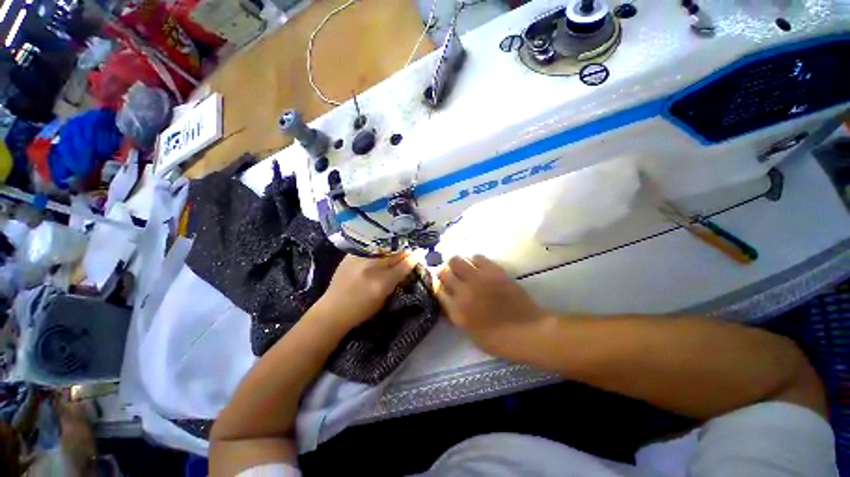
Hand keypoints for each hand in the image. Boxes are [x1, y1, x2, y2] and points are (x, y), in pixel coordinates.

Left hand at [315, 253, 415, 328]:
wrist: (332, 310)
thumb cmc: (361, 311)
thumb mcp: (384, 299)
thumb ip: (395, 282)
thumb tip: (406, 268)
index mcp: (383, 282)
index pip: (405, 264)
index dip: (415, 257)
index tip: (420, 253)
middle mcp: (373, 267)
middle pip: (395, 253)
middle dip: (405, 251)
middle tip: (410, 250)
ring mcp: (360, 259)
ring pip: (383, 247)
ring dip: (393, 247)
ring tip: (397, 248)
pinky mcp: (351, 255)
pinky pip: (370, 247)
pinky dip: (378, 248)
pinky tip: (381, 248)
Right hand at [435, 255, 547, 355]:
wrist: (529, 331)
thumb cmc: (499, 340)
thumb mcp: (471, 334)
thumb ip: (457, 315)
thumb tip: (450, 301)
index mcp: (457, 311)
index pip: (438, 291)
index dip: (438, 287)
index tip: (442, 287)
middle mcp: (463, 291)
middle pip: (443, 272)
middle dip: (444, 273)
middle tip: (450, 276)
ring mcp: (478, 278)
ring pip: (456, 260)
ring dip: (456, 264)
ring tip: (463, 269)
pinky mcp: (493, 271)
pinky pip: (477, 257)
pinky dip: (473, 260)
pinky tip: (478, 266)